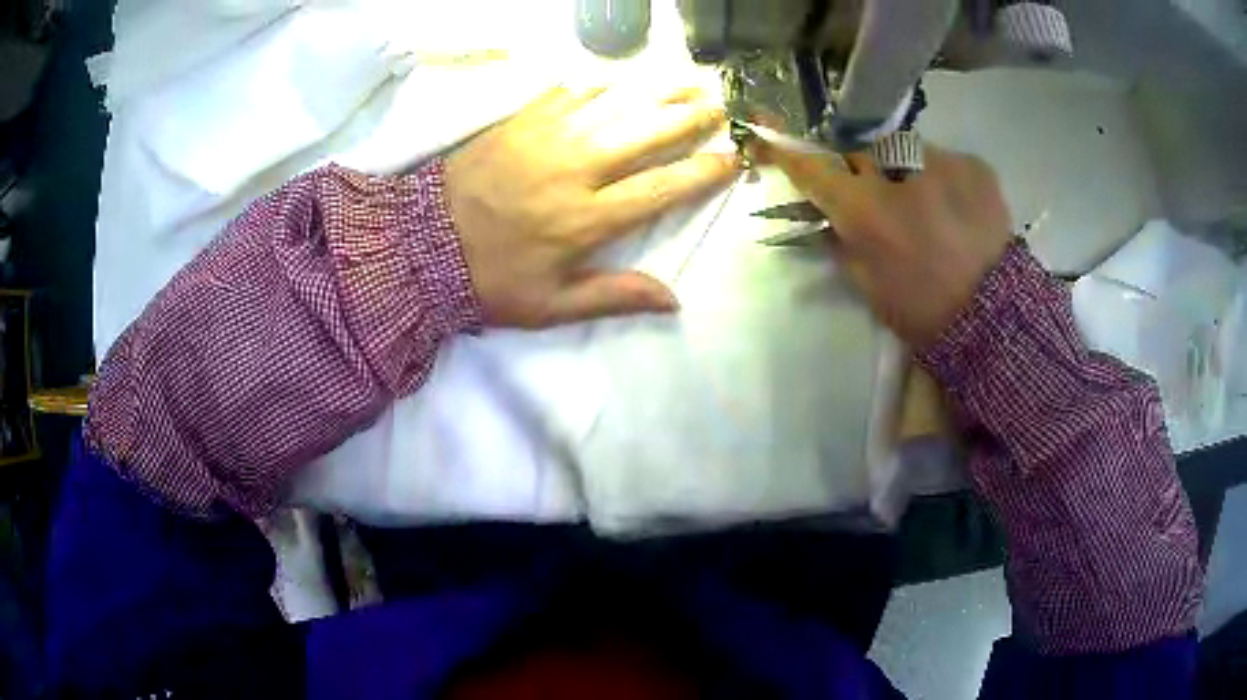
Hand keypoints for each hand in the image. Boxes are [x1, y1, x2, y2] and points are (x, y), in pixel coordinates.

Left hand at [446, 86, 738, 327]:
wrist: (421, 245)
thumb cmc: (490, 280)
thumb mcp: (550, 306)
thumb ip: (613, 297)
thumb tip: (673, 301)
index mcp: (586, 220)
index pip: (660, 189)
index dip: (702, 173)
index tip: (732, 158)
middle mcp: (574, 171)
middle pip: (645, 135)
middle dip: (689, 118)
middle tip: (719, 106)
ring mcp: (545, 139)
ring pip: (614, 105)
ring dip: (655, 92)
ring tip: (686, 82)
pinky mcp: (519, 122)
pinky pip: (568, 93)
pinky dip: (598, 85)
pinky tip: (618, 81)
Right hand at [758, 143, 1012, 347]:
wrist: (995, 318)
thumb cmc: (924, 311)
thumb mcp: (868, 284)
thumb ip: (843, 242)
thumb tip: (831, 217)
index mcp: (865, 209)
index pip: (813, 167)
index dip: (789, 152)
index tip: (767, 134)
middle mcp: (898, 172)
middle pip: (863, 151)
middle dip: (864, 169)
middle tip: (881, 196)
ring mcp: (941, 161)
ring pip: (907, 153)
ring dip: (908, 172)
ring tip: (931, 208)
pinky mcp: (974, 164)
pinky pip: (945, 162)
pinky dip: (945, 180)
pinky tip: (959, 210)